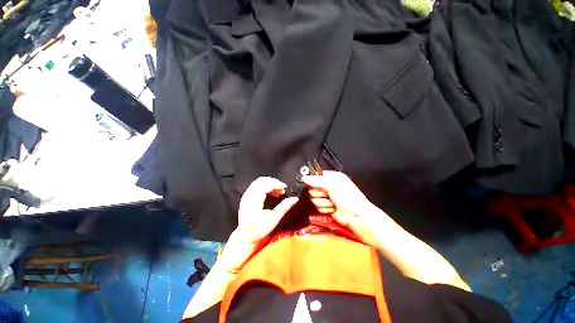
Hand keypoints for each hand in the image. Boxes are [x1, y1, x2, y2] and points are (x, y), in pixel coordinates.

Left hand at [221, 177, 298, 270]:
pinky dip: (266, 185)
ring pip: (259, 181)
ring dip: (270, 183)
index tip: (284, 188)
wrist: (245, 236)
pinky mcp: (246, 195)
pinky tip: (272, 192)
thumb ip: (284, 207)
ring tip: (278, 190)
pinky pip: (256, 184)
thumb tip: (295, 199)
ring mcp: (246, 195)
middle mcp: (248, 197)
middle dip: (274, 182)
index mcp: (254, 203)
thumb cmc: (259, 230)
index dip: (276, 184)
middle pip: (261, 181)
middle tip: (282, 189)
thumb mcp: (274, 220)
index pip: (264, 186)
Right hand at [303, 171, 396, 248]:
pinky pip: (318, 206)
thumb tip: (304, 178)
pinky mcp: (326, 207)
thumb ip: (317, 181)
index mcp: (332, 177)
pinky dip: (325, 208)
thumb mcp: (332, 186)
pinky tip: (333, 209)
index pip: (317, 176)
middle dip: (319, 193)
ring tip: (333, 203)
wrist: (357, 217)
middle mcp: (329, 186)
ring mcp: (328, 197)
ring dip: (323, 202)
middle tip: (327, 195)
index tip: (317, 185)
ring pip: (314, 198)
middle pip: (313, 188)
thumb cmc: (349, 198)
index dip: (314, 181)